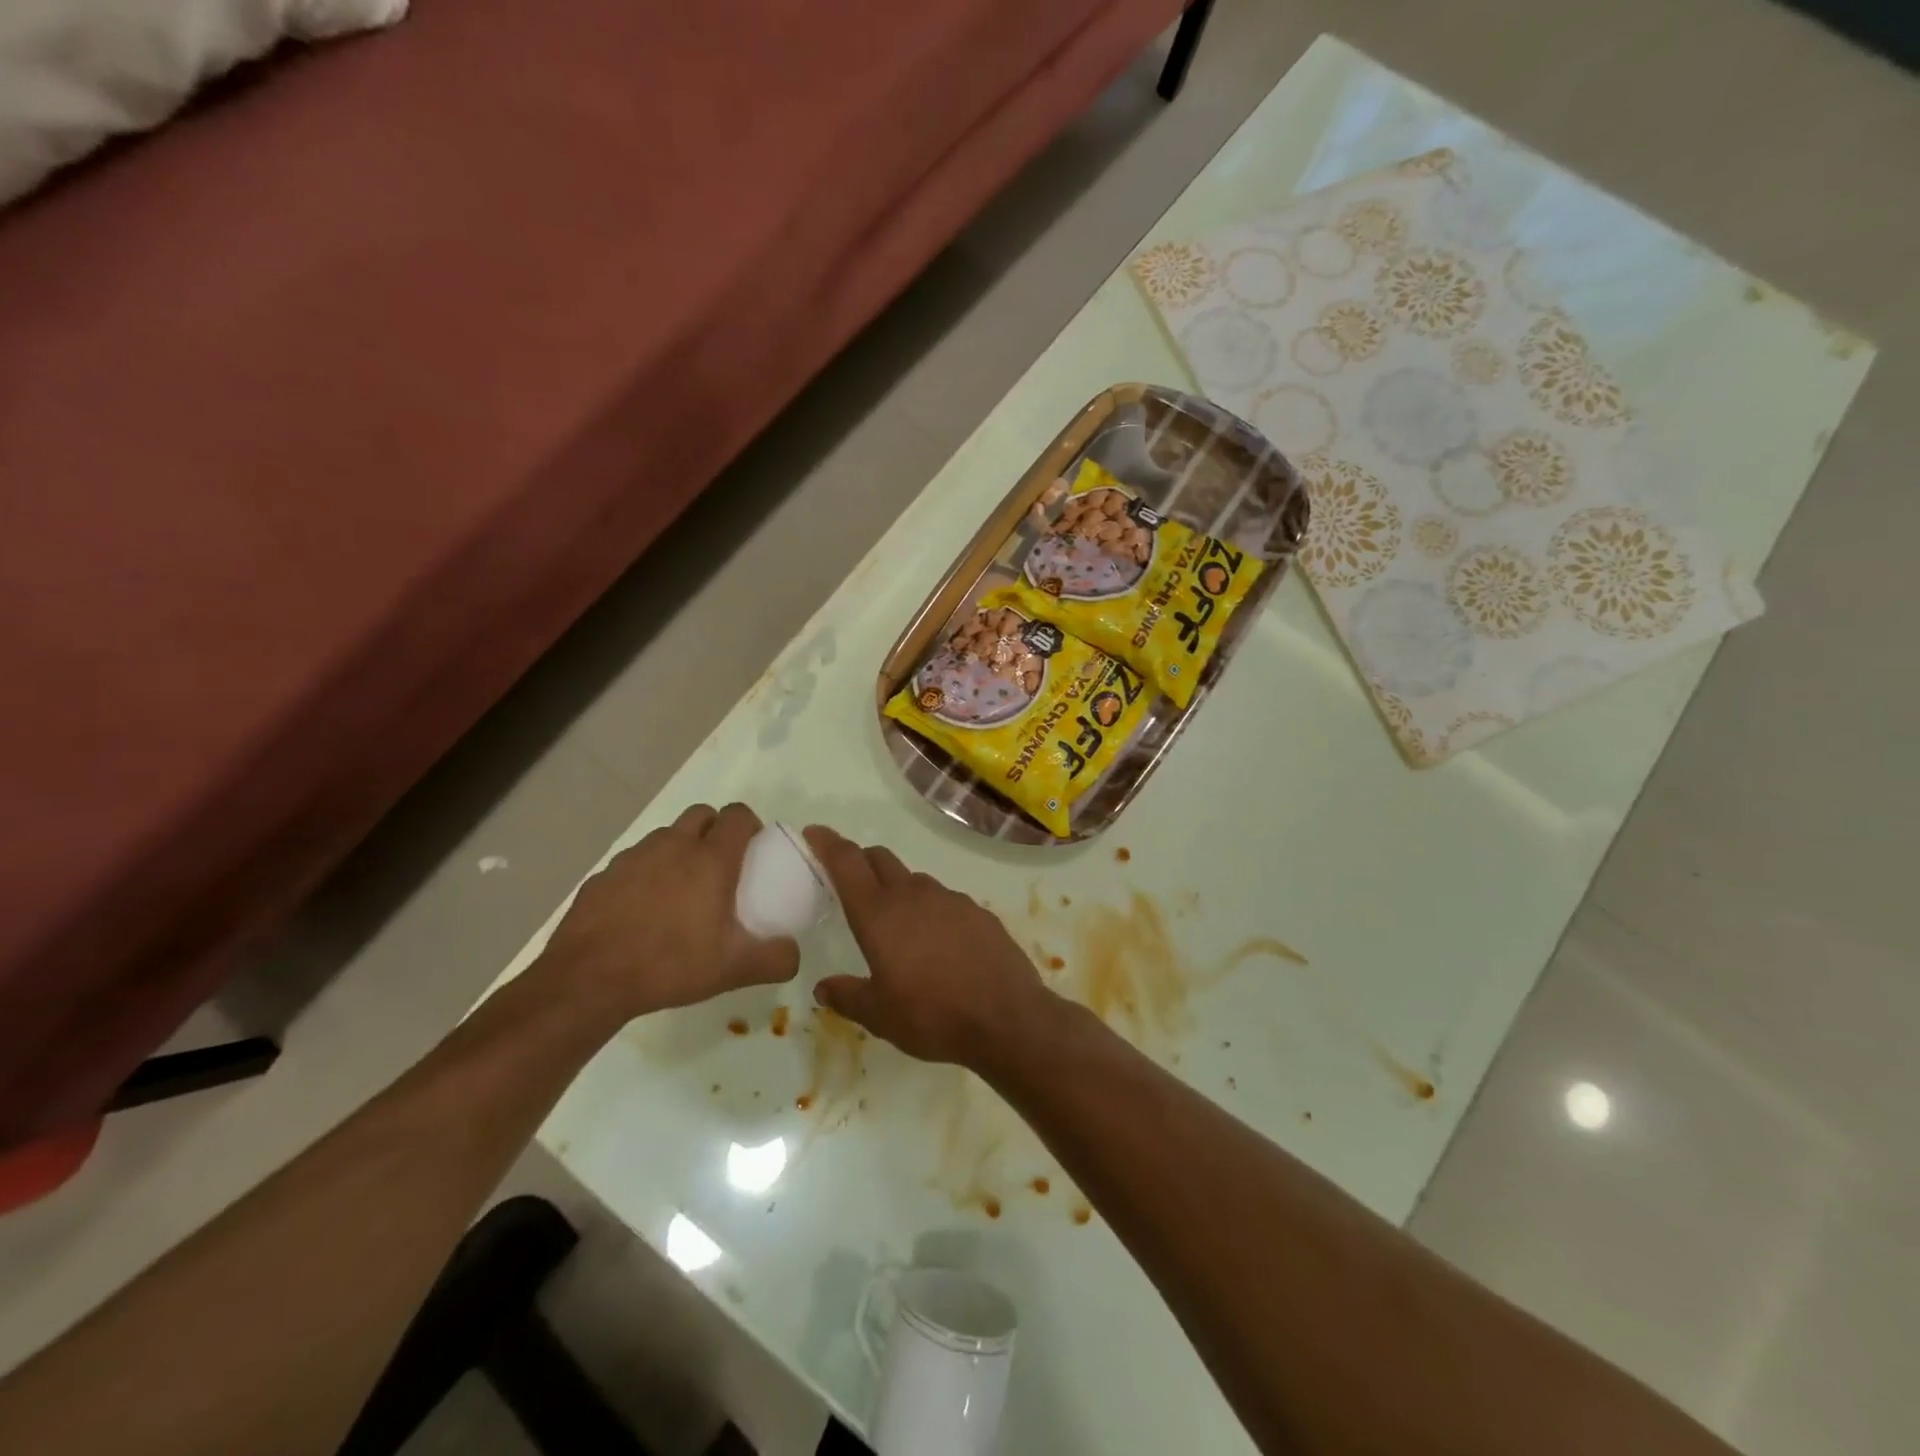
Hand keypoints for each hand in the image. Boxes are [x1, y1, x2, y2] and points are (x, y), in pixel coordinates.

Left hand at [538, 803, 798, 1022]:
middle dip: (715, 829)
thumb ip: (776, 959)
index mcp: (711, 858)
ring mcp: (634, 857)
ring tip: (681, 889)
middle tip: (720, 866)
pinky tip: (643, 908)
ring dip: (680, 849)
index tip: (753, 850)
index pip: (738, 815)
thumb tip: (794, 953)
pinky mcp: (604, 875)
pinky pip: (634, 861)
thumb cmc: (670, 964)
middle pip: (702, 814)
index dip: (749, 825)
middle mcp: (674, 845)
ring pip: (666, 835)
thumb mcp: (734, 970)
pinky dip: (646, 872)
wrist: (588, 979)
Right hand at [803, 826, 1056, 1070]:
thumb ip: (847, 996)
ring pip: (914, 880)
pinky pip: (945, 900)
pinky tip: (938, 941)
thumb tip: (823, 987)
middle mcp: (913, 895)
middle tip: (850, 879)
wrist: (1006, 1017)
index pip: (847, 863)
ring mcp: (950, 899)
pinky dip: (931, 910)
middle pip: (881, 860)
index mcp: (879, 914)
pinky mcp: (978, 912)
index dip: (828, 843)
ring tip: (896, 922)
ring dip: (898, 888)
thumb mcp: (879, 1015)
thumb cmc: (932, 1015)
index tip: (815, 832)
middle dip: (861, 861)